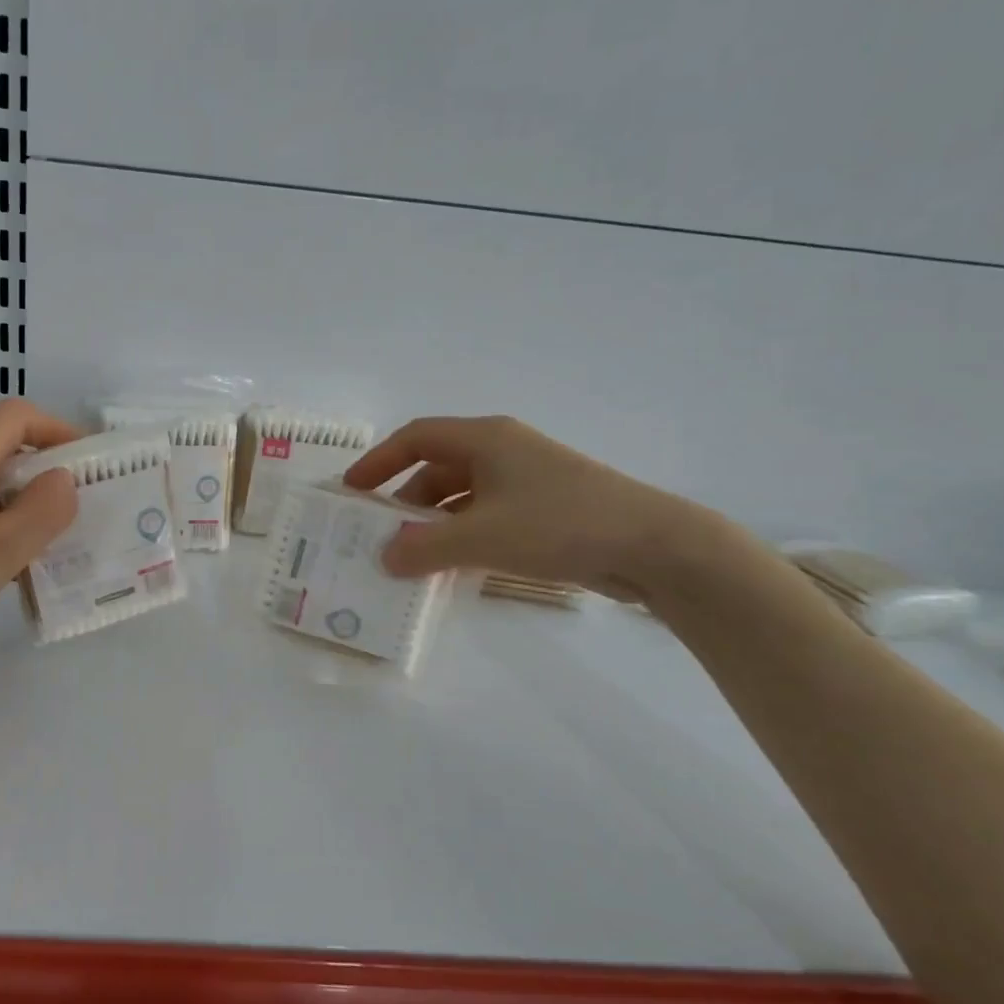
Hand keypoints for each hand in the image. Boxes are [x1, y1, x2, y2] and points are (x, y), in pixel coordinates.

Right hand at [343, 415, 713, 601]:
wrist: (652, 545)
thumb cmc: (559, 524)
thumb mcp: (482, 536)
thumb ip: (424, 547)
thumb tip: (383, 558)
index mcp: (485, 438)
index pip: (415, 438)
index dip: (379, 461)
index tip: (352, 491)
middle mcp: (502, 450)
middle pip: (437, 467)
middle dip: (404, 500)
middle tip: (379, 535)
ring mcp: (526, 479)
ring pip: (462, 495)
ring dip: (434, 522)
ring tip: (410, 557)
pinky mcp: (544, 508)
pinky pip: (486, 515)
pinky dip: (463, 535)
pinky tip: (452, 565)